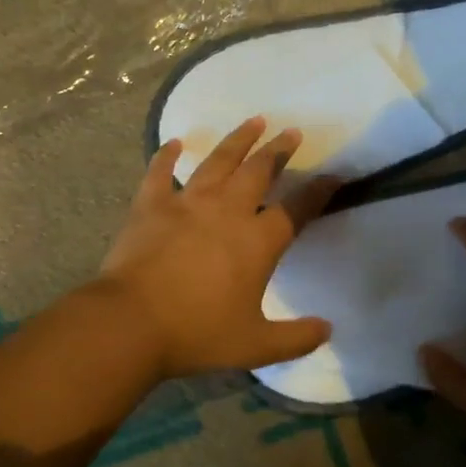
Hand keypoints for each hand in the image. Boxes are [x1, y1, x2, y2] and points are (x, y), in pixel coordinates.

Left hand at [96, 117, 338, 378]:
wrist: (131, 323)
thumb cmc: (197, 333)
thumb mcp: (255, 346)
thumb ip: (296, 338)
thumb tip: (328, 329)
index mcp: (257, 242)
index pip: (296, 210)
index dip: (318, 192)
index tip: (334, 175)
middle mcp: (226, 212)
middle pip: (258, 172)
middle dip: (278, 150)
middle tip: (291, 132)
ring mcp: (186, 203)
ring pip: (217, 162)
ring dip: (238, 140)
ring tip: (254, 121)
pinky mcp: (150, 205)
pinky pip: (160, 172)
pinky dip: (167, 156)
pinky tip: (174, 142)